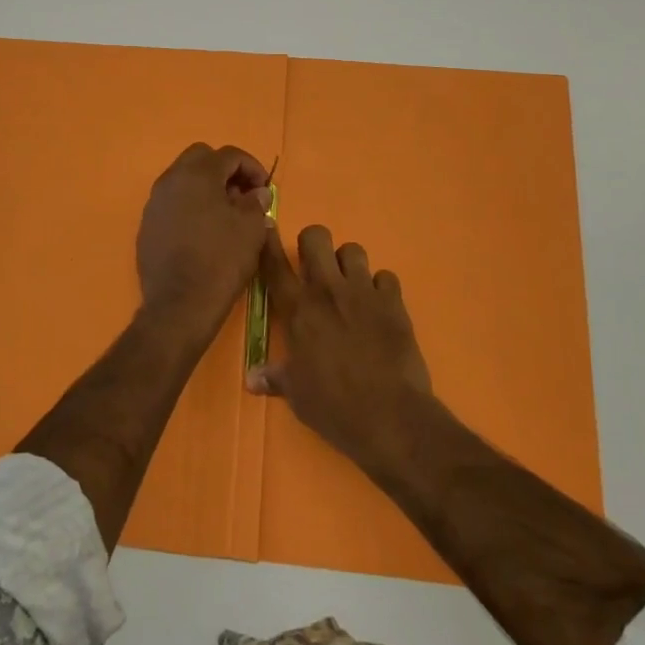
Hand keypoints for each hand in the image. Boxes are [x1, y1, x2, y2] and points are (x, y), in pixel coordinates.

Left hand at [134, 143, 273, 345]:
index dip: (252, 167)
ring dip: (206, 187)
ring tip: (225, 214)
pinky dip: (190, 206)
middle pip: (201, 158)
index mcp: (197, 174)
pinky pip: (172, 203)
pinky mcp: (147, 225)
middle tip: (243, 195)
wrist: (180, 305)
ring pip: (183, 179)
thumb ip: (256, 202)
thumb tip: (257, 192)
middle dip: (225, 170)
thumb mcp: (251, 228)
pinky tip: (203, 231)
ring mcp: (155, 202)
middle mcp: (170, 180)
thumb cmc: (221, 260)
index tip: (265, 189)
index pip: (229, 154)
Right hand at [247, 225, 433, 468]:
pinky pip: (386, 276)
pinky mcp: (393, 302)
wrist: (389, 416)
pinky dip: (381, 287)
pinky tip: (379, 306)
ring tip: (349, 286)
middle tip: (315, 267)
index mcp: (298, 309)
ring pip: (353, 249)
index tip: (268, 228)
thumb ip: (274, 378)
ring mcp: (363, 292)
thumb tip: (251, 380)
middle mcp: (328, 290)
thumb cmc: (333, 406)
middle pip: (316, 236)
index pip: (274, 263)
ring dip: (348, 263)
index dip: (268, 241)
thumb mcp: (296, 395)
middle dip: (312, 244)